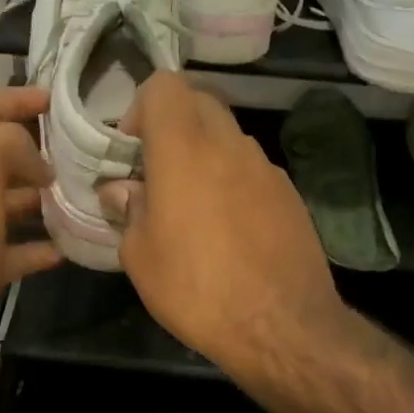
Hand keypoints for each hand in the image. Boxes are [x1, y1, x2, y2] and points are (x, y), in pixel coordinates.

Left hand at [0, 86, 61, 380]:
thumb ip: (12, 141)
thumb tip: (38, 163)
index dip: (18, 98)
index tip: (57, 100)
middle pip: (1, 157)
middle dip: (38, 150)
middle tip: (81, 151)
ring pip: (11, 203)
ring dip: (43, 198)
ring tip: (84, 195)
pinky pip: (18, 252)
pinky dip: (41, 248)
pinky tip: (69, 247)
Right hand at [98, 74, 344, 376]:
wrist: (281, 326)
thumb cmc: (196, 289)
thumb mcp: (140, 257)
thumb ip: (128, 210)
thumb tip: (122, 189)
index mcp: (184, 150)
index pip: (164, 86)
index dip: (141, 108)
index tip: (132, 151)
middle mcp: (229, 146)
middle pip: (199, 103)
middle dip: (172, 126)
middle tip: (156, 174)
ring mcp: (266, 168)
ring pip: (227, 137)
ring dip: (203, 155)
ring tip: (191, 208)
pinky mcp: (290, 195)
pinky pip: (251, 170)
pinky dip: (232, 181)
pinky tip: (228, 230)